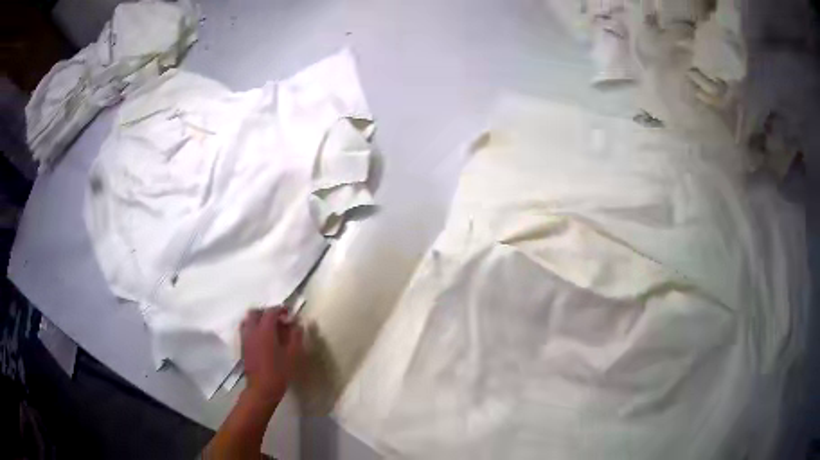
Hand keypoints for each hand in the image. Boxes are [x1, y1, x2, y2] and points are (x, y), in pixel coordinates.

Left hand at [240, 307, 302, 403]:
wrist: (262, 389)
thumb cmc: (279, 372)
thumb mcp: (293, 355)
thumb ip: (295, 336)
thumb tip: (297, 324)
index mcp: (265, 330)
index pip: (270, 311)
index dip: (280, 309)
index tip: (289, 314)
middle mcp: (252, 331)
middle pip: (255, 312)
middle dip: (266, 312)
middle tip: (278, 320)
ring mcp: (245, 338)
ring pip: (248, 320)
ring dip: (258, 320)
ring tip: (270, 329)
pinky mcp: (243, 347)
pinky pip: (246, 330)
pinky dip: (253, 328)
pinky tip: (263, 339)